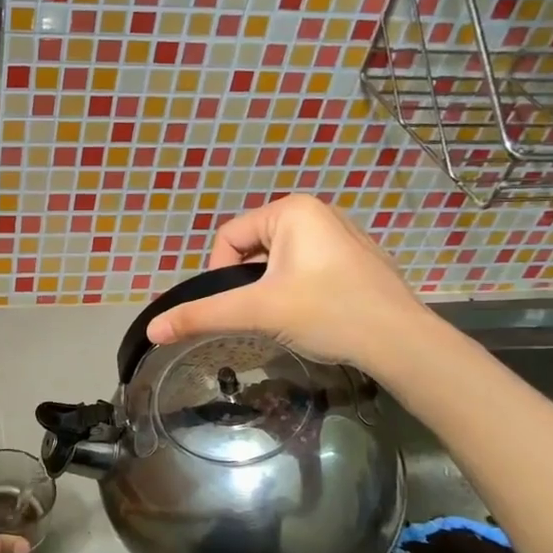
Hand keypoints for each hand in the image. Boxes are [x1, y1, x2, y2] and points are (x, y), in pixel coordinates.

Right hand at [144, 194, 433, 376]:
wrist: (400, 342)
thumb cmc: (327, 313)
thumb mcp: (257, 312)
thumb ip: (202, 316)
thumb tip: (152, 330)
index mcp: (292, 210)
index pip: (229, 237)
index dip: (220, 274)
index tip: (237, 306)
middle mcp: (317, 211)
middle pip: (254, 247)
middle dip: (250, 282)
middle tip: (263, 314)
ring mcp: (341, 234)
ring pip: (280, 261)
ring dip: (272, 288)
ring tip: (288, 316)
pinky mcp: (357, 258)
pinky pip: (307, 267)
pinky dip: (299, 289)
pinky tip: (314, 314)